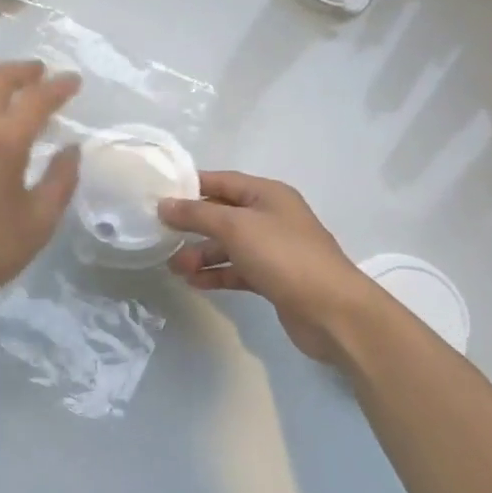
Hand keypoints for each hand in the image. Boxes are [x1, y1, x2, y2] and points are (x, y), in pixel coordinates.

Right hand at [159, 171, 376, 365]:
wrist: (333, 311)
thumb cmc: (284, 256)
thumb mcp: (235, 227)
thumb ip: (196, 214)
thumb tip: (164, 204)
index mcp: (267, 194)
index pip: (221, 181)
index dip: (190, 186)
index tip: (158, 195)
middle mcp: (271, 217)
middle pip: (222, 214)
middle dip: (191, 225)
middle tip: (160, 236)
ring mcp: (274, 249)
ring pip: (228, 245)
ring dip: (200, 254)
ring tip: (174, 268)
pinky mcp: (273, 279)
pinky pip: (237, 270)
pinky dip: (216, 274)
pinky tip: (194, 283)